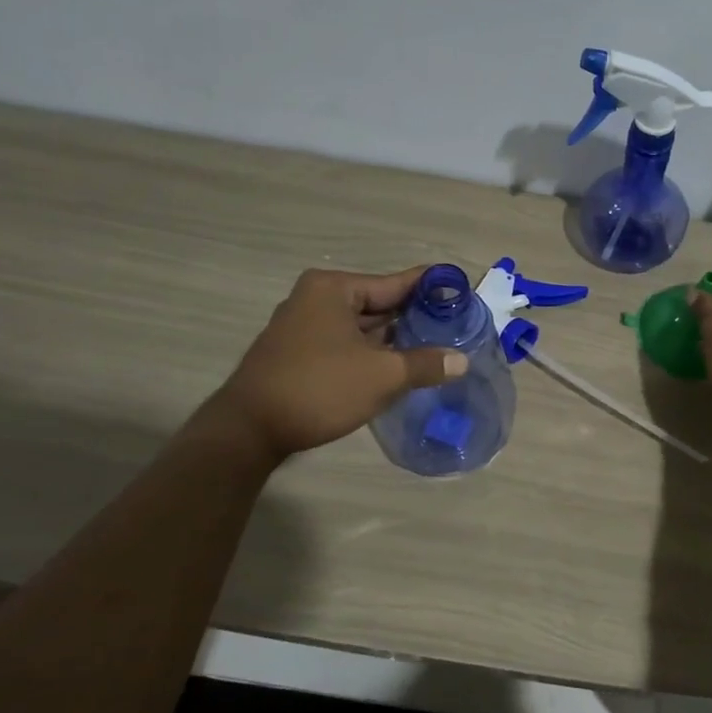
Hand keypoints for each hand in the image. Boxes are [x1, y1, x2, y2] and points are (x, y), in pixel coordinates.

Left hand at [215, 267, 466, 461]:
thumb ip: (425, 364)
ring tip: (437, 349)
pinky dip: (372, 354)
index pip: (396, 282)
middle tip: (457, 328)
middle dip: (415, 319)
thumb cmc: (319, 389)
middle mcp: (317, 299)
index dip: (431, 288)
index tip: (461, 291)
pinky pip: (347, 346)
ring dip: (395, 341)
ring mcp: (304, 327)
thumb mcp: (382, 376)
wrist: (249, 430)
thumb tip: (462, 361)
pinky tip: (399, 369)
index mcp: (334, 289)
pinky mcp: (299, 354)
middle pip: (379, 304)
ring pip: (363, 329)